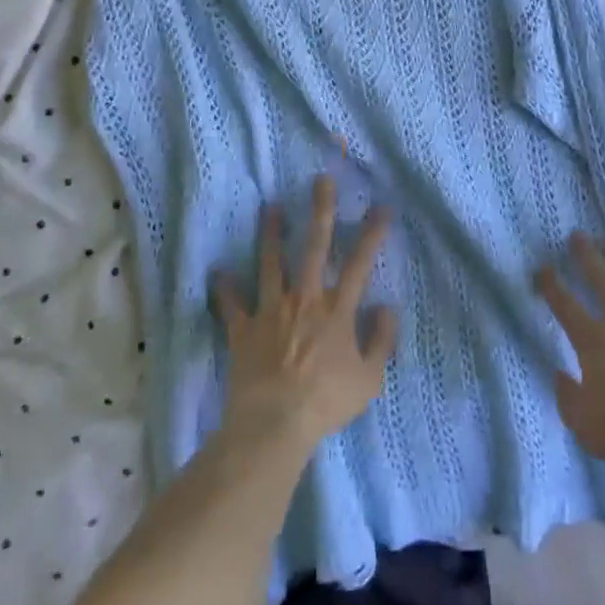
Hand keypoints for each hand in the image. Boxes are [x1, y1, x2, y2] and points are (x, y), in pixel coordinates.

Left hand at [212, 176, 398, 452]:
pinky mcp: (243, 328)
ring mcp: (271, 310)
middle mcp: (304, 299)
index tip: (381, 206)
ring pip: (271, 263)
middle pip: (313, 247)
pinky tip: (217, 272)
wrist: (274, 423)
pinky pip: (232, 305)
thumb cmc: (326, 402)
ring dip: (271, 234)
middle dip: (320, 211)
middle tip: (320, 180)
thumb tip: (387, 308)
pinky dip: (224, 289)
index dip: (372, 233)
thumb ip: (381, 341)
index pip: (360, 262)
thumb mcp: (369, 380)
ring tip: (269, 207)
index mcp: (337, 310)